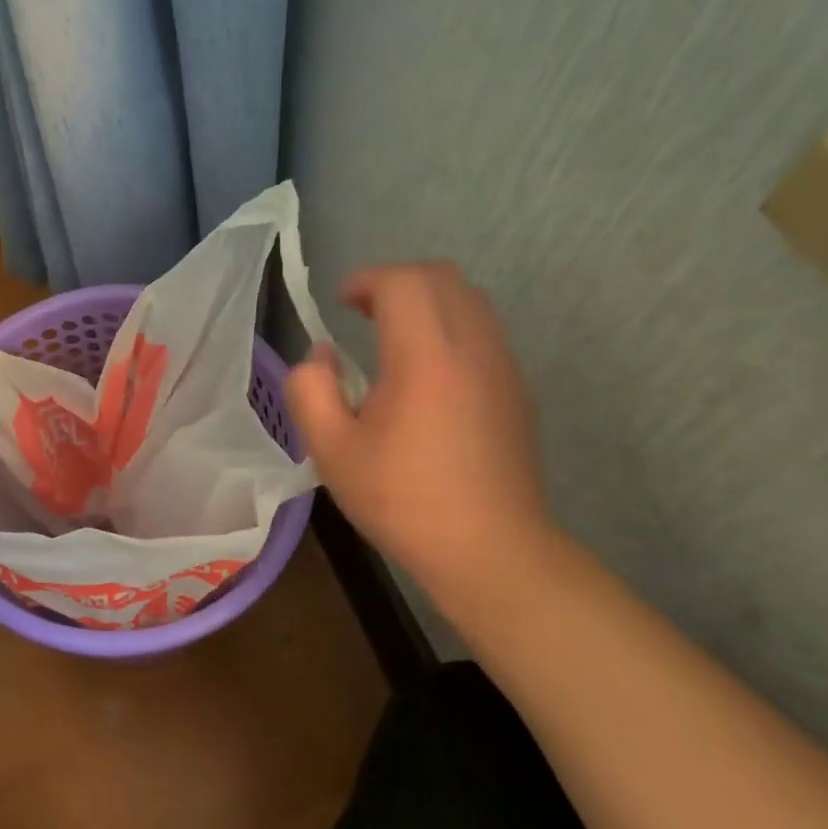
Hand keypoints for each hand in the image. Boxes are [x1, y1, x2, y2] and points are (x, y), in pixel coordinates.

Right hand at [285, 262, 554, 602]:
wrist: (491, 551)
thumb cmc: (404, 501)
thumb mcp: (331, 451)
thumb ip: (310, 390)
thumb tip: (322, 356)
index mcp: (426, 357)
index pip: (402, 282)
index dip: (366, 280)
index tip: (339, 305)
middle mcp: (472, 348)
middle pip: (440, 277)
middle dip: (396, 281)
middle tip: (362, 312)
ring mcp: (503, 366)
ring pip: (468, 299)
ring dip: (426, 301)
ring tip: (391, 336)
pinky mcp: (517, 389)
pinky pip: (482, 330)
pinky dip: (449, 325)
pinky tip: (426, 372)